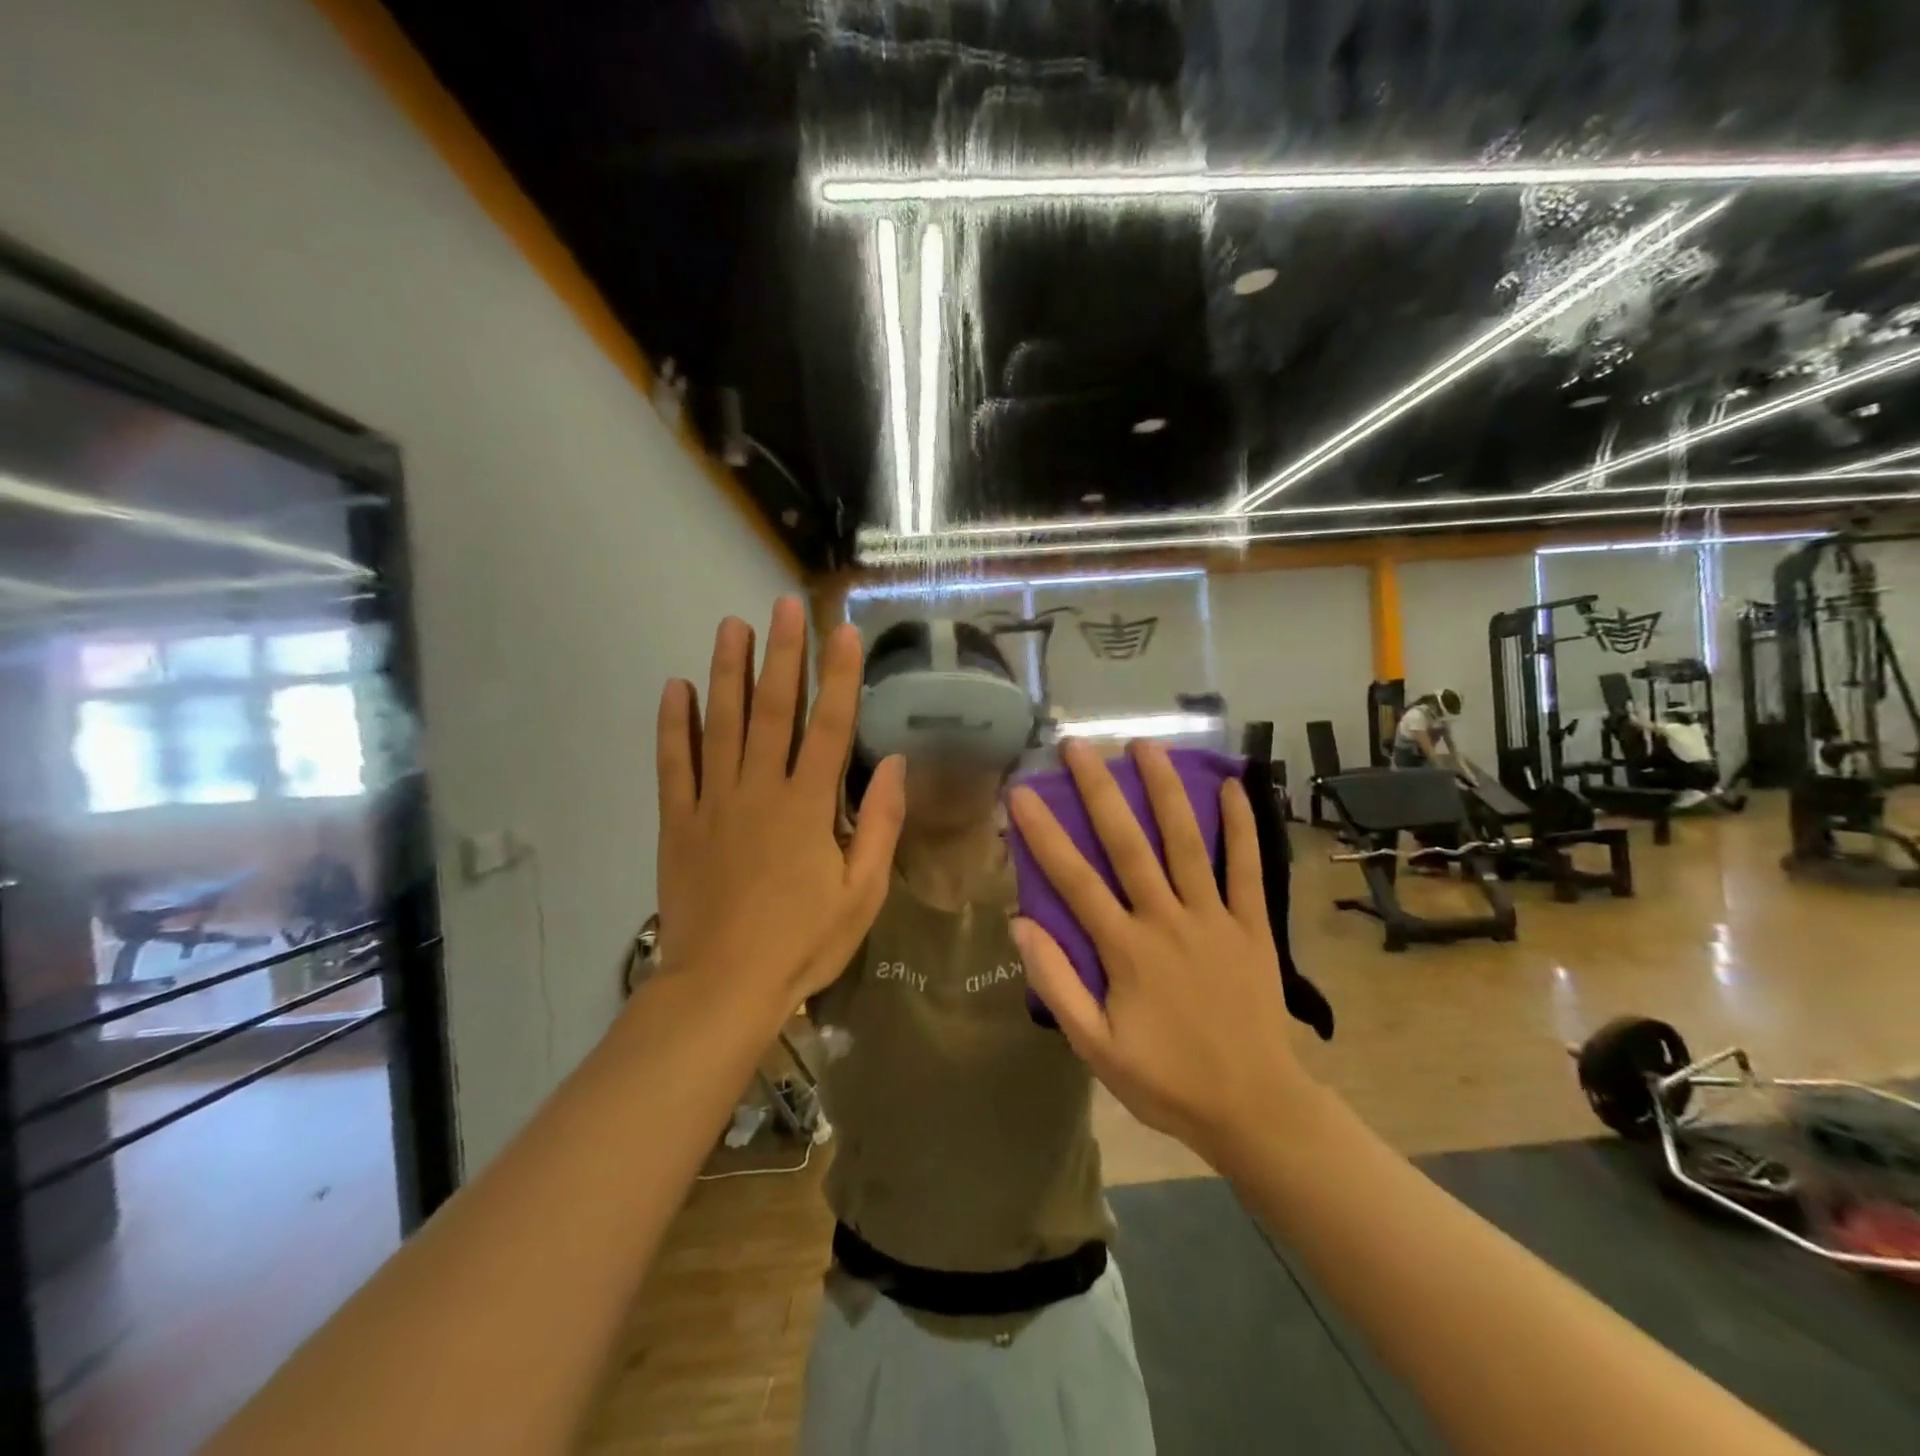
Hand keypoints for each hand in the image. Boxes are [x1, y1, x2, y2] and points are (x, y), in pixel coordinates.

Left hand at [655, 598, 904, 1010]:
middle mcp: (760, 790)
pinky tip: (675, 687)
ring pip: (720, 724)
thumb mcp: (862, 893)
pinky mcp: (679, 822)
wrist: (723, 986)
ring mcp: (713, 803)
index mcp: (808, 806)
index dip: (839, 676)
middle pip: (773, 710)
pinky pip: (674, 764)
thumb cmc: (803, 942)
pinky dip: (673, 725)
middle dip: (781, 655)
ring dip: (726, 671)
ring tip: (730, 626)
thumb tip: (897, 765)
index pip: (830, 726)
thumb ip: (879, 825)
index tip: (843, 632)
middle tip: (783, 606)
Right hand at [1008, 739, 1312, 1167]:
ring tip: (1147, 745)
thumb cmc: (1167, 1080)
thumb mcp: (1096, 1047)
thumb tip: (1020, 923)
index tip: (1020, 792)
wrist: (1254, 1108)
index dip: (1044, 834)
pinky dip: (1241, 827)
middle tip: (1078, 746)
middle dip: (1100, 790)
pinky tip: (1233, 787)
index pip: (1075, 880)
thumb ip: (1057, 985)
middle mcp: (1167, 921)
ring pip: (1186, 843)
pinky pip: (1247, 869)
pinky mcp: (1252, 927)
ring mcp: (1214, 919)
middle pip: (1128, 844)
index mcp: (1126, 950)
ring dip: (1165, 790)